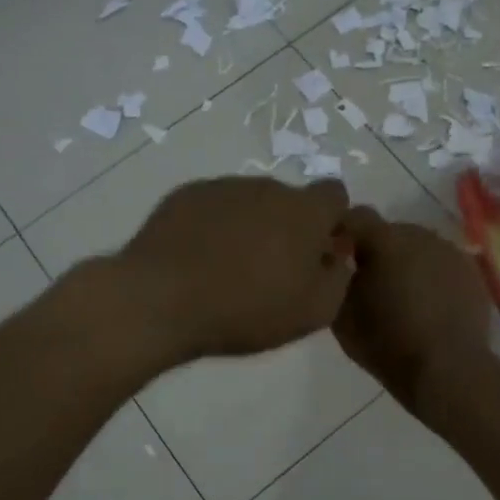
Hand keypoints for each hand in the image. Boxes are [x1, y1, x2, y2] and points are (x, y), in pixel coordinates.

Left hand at [118, 176, 353, 363]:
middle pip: (290, 201)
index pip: (335, 195)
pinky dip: (214, 226)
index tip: (319, 253)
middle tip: (271, 270)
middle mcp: (267, 188)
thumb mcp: (312, 312)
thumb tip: (337, 257)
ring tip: (229, 269)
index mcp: (304, 211)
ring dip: (251, 226)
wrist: (161, 299)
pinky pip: (214, 207)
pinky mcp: (186, 194)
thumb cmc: (245, 309)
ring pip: (251, 202)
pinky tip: (199, 259)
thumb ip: (338, 279)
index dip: (332, 222)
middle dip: (288, 227)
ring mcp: (224, 187)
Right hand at [332, 208, 494, 409]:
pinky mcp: (471, 270)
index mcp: (385, 240)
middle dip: (377, 251)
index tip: (336, 257)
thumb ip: (335, 280)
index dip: (343, 233)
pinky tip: (429, 305)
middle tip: (370, 283)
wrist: (449, 370)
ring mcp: (450, 251)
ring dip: (406, 262)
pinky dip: (431, 276)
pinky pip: (441, 264)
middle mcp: (419, 234)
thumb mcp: (341, 316)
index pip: (355, 217)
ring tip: (402, 296)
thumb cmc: (388, 344)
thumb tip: (336, 265)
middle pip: (389, 232)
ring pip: (418, 247)